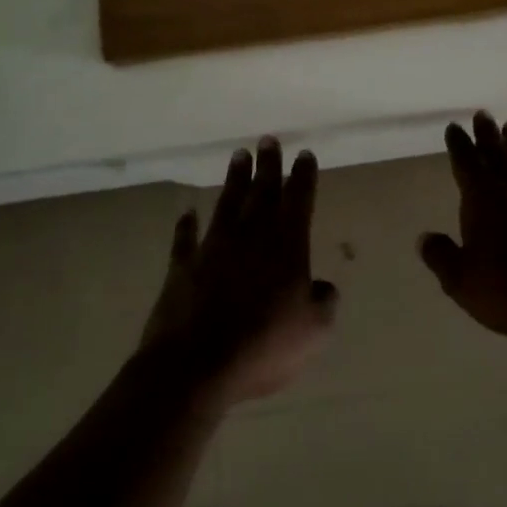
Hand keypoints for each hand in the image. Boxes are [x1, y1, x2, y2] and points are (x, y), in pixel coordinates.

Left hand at [141, 139, 338, 405]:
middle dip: (268, 165)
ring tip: (238, 155)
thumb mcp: (314, 330)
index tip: (304, 154)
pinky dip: (186, 225)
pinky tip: (187, 213)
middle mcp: (250, 237)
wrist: (195, 366)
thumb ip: (324, 302)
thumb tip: (321, 287)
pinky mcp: (182, 269)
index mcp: (287, 246)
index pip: (298, 201)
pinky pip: (185, 240)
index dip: (303, 177)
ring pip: (227, 205)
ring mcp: (213, 249)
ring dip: (234, 180)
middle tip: (268, 139)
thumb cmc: (264, 346)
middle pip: (261, 192)